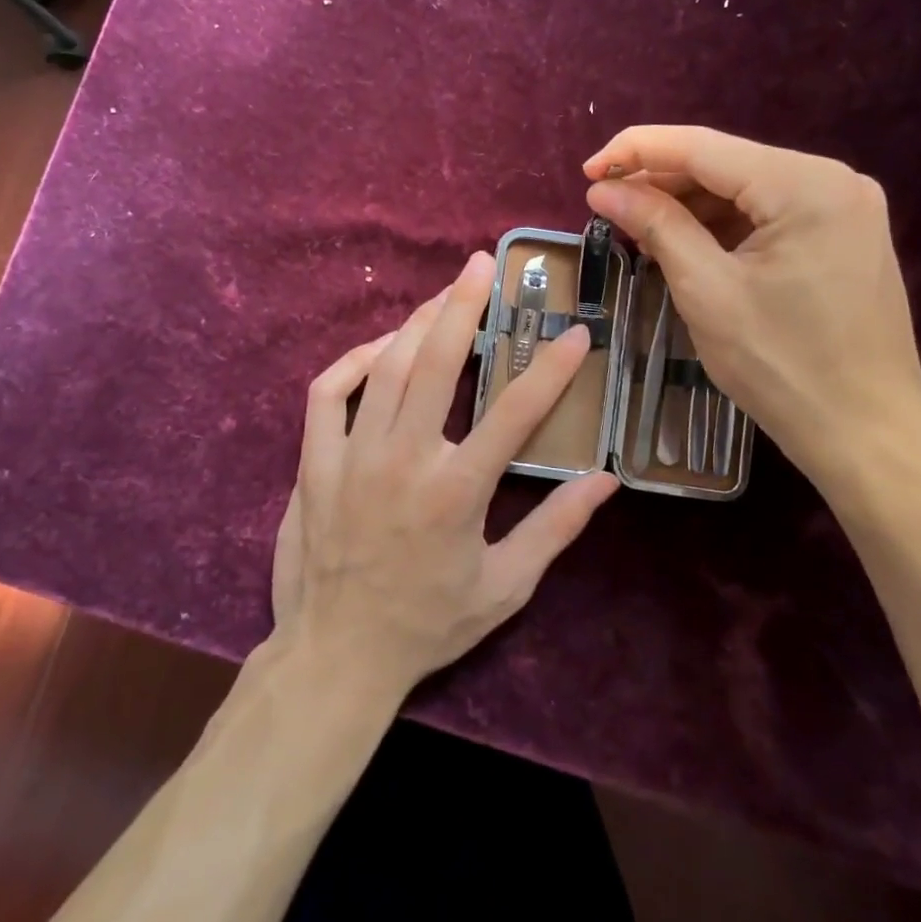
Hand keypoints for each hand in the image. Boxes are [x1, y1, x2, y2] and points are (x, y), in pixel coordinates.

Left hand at [270, 252, 619, 700]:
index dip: (551, 367)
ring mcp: (352, 456)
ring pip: (386, 367)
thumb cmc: (427, 624)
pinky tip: (378, 348)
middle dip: (463, 305)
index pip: (515, 412)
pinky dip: (352, 361)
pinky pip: (328, 393)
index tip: (575, 332)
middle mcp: (405, 459)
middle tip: (480, 265)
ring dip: (416, 323)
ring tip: (441, 297)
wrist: (336, 655)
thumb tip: (606, 480)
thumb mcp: (505, 588)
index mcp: (457, 491)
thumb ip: (556, 529)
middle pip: (438, 362)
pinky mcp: (314, 462)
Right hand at [582, 126, 920, 487]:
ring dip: (689, 205)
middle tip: (607, 206)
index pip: (702, 147)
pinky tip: (687, 245)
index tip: (585, 172)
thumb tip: (603, 189)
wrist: (866, 433)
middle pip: (725, 164)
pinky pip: (768, 213)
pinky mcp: (843, 235)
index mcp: (805, 185)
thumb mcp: (706, 291)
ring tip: (640, 230)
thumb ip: (656, 225)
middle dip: (661, 181)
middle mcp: (833, 179)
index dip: (635, 151)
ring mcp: (844, 207)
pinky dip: (722, 225)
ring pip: (744, 189)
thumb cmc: (781, 365)